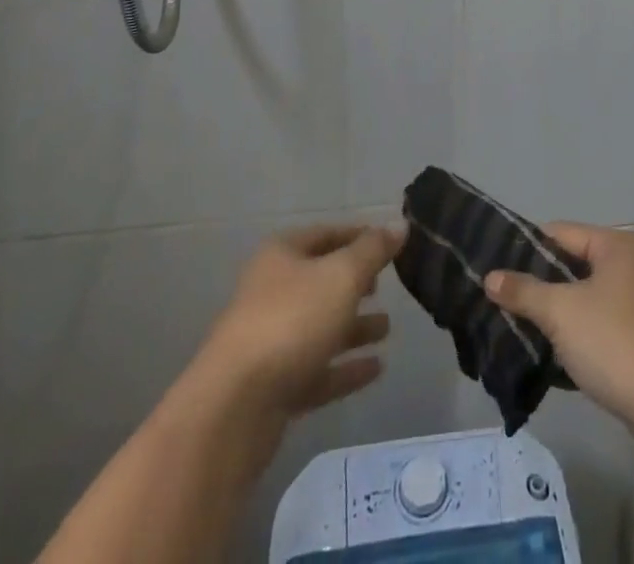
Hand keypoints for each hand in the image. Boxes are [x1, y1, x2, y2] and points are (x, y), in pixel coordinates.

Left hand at [183, 223, 401, 439]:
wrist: (234, 409)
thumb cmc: (291, 321)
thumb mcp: (342, 275)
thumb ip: (373, 250)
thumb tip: (399, 224)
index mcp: (281, 256)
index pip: (326, 234)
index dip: (358, 235)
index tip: (390, 243)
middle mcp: (272, 292)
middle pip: (321, 281)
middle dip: (355, 283)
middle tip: (387, 285)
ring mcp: (271, 342)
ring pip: (321, 327)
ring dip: (354, 327)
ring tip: (387, 328)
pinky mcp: (274, 388)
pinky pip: (318, 370)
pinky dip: (345, 368)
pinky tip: (376, 368)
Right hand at [486, 223, 633, 431]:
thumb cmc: (615, 343)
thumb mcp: (561, 312)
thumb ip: (523, 292)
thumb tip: (489, 277)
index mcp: (616, 244)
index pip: (560, 232)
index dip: (525, 248)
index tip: (493, 267)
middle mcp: (631, 264)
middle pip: (572, 264)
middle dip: (538, 283)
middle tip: (500, 299)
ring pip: (584, 296)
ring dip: (555, 311)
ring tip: (517, 325)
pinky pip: (597, 322)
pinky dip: (575, 332)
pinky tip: (549, 350)